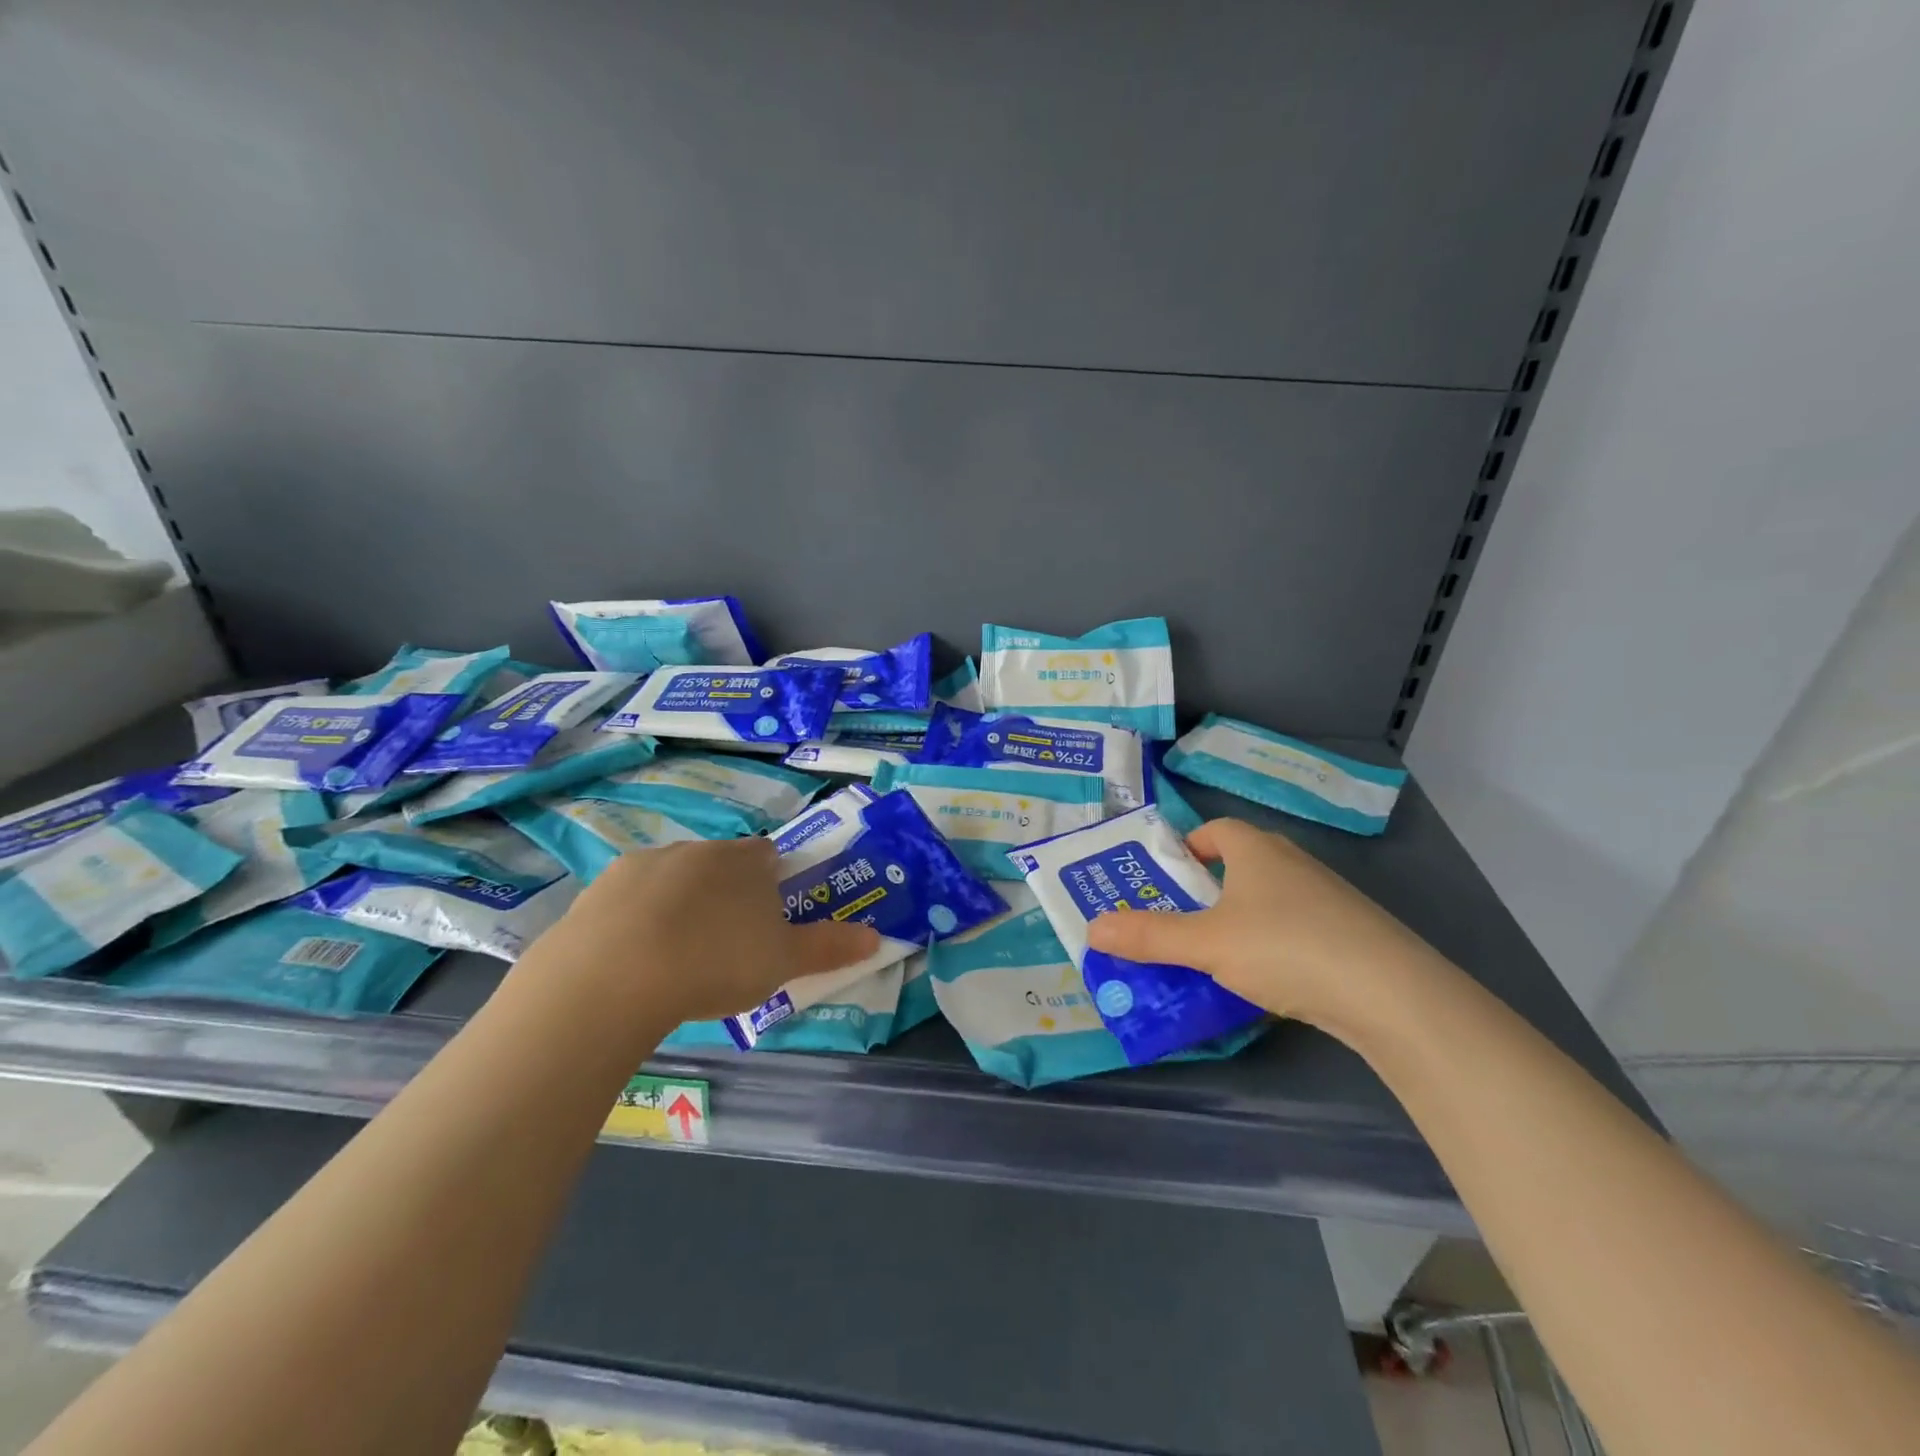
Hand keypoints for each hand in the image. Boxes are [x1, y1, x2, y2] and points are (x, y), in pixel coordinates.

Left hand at [531, 838, 880, 1028]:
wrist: (614, 977)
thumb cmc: (715, 962)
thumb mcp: (783, 962)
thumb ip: (829, 947)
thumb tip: (877, 937)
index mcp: (744, 861)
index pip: (768, 854)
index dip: (773, 881)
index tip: (769, 917)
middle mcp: (696, 850)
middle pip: (720, 864)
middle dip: (726, 893)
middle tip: (726, 944)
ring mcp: (643, 865)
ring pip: (673, 878)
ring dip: (680, 904)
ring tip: (678, 957)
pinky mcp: (598, 890)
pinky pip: (628, 900)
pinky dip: (636, 920)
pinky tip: (634, 960)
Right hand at [1084, 818, 1440, 1027]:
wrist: (1391, 994)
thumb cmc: (1285, 947)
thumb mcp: (1206, 944)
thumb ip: (1149, 937)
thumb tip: (1092, 928)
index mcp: (1256, 850)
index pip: (1216, 830)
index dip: (1189, 847)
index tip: (1168, 877)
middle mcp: (1293, 863)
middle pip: (1241, 863)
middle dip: (1208, 888)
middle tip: (1178, 919)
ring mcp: (1328, 899)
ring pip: (1270, 899)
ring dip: (1241, 919)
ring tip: (1214, 954)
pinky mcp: (1351, 935)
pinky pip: (1297, 928)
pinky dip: (1274, 945)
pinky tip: (1267, 980)